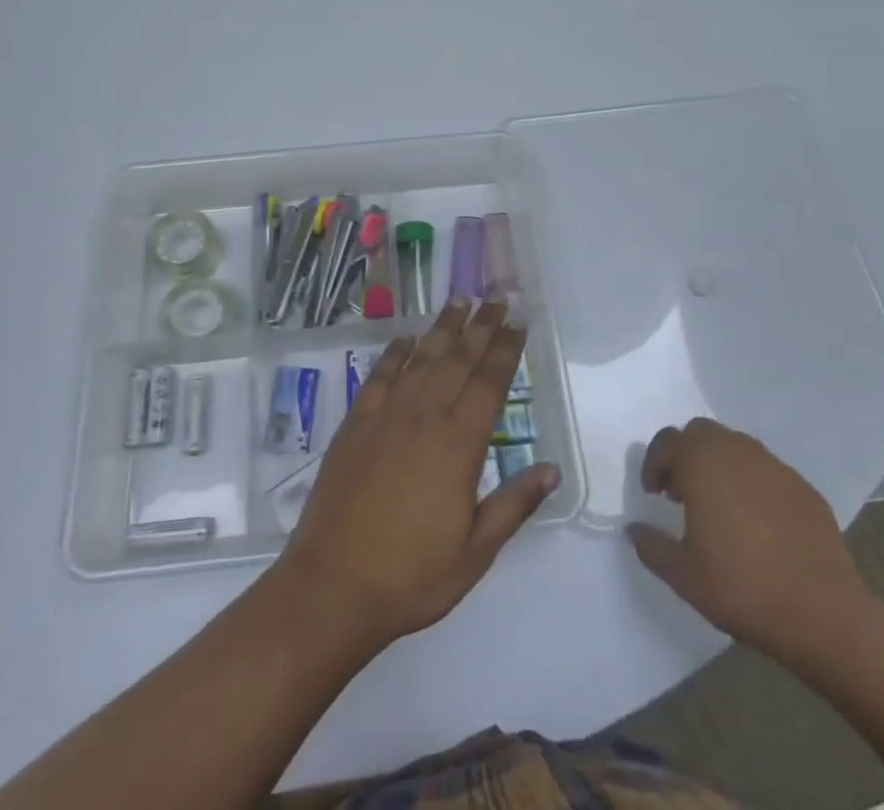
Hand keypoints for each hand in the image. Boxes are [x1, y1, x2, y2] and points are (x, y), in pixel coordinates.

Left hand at [269, 299, 559, 651]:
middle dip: (480, 327)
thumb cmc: (412, 575)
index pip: (488, 384)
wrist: (332, 585)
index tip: (518, 323)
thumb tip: (551, 469)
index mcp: (458, 445)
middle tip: (496, 297)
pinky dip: (394, 354)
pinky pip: (380, 376)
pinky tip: (405, 339)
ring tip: (458, 302)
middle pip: (457, 360)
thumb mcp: (475, 552)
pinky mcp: (355, 423)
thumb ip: (514, 505)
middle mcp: (424, 417)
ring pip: (421, 359)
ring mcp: (386, 416)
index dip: (505, 350)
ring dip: (442, 329)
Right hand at [626, 419, 877, 670]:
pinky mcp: (804, 488)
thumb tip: (635, 530)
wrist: (824, 615)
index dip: (654, 463)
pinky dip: (752, 484)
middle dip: (686, 455)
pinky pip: (766, 472)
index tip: (653, 493)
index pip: (667, 442)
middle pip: (701, 434)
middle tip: (682, 492)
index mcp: (702, 462)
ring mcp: (775, 467)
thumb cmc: (743, 588)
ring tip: (719, 506)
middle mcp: (737, 451)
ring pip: (736, 448)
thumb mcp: (683, 575)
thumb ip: (652, 546)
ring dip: (719, 466)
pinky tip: (757, 523)